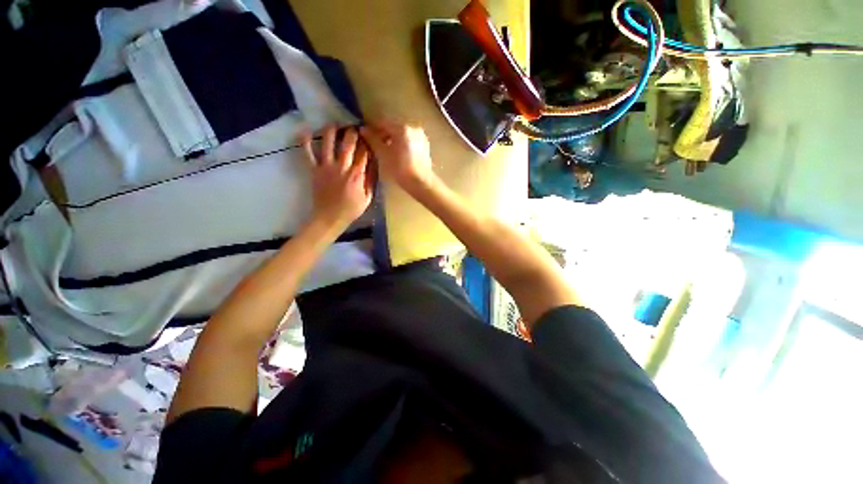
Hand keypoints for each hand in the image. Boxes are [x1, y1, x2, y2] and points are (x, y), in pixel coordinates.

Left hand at [301, 125, 374, 229]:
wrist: (329, 218)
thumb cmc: (351, 210)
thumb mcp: (367, 198)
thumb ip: (371, 181)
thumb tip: (374, 166)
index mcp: (357, 175)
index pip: (364, 154)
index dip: (367, 143)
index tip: (369, 136)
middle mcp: (342, 167)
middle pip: (347, 145)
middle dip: (352, 133)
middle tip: (354, 126)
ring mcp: (326, 167)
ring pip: (327, 144)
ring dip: (331, 132)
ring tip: (333, 124)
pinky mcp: (314, 170)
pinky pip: (308, 154)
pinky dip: (305, 142)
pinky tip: (305, 131)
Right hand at [360, 122, 434, 191]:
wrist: (421, 183)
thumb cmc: (400, 168)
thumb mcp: (383, 154)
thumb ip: (373, 140)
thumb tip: (363, 129)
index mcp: (403, 128)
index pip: (383, 123)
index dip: (372, 128)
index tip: (365, 136)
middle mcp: (414, 128)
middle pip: (394, 128)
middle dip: (383, 135)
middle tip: (375, 146)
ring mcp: (421, 137)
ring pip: (402, 135)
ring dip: (393, 141)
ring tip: (386, 152)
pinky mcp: (425, 147)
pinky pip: (410, 142)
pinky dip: (402, 145)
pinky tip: (398, 155)